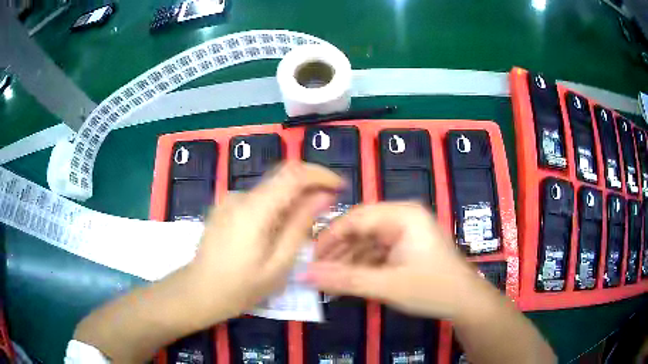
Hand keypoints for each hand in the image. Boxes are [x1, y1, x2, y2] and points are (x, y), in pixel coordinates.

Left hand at [187, 162, 343, 321]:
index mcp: (255, 209)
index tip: (339, 186)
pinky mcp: (224, 207)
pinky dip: (274, 206)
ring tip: (301, 226)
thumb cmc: (241, 286)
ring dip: (291, 199)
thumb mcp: (279, 264)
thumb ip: (301, 226)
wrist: (199, 291)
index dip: (320, 174)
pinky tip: (275, 231)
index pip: (293, 174)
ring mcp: (229, 200)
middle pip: (282, 177)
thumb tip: (323, 196)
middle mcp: (240, 196)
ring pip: (270, 189)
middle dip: (309, 186)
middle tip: (326, 208)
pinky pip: (257, 199)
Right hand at [303, 202, 482, 319]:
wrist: (465, 302)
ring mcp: (405, 233)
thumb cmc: (431, 289)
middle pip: (360, 229)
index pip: (355, 218)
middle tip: (316, 272)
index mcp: (402, 215)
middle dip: (338, 252)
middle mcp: (403, 217)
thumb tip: (304, 276)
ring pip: (367, 242)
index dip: (329, 237)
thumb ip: (344, 280)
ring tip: (328, 281)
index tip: (310, 258)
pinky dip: (362, 266)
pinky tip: (348, 281)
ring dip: (348, 261)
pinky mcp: (406, 247)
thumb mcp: (386, 286)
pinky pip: (377, 252)